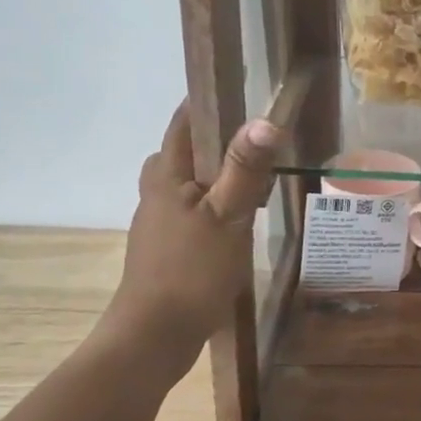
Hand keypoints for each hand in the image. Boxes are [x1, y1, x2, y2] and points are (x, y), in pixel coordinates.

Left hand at [102, 102, 279, 360]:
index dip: (208, 100)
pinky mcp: (170, 249)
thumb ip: (245, 170)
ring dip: (219, 173)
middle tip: (258, 135)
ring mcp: (161, 223)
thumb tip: (265, 120)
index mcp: (166, 177)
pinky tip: (242, 220)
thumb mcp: (227, 217)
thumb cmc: (190, 271)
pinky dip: (218, 203)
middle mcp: (158, 193)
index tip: (242, 85)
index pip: (184, 123)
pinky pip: (196, 211)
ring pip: (190, 183)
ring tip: (258, 174)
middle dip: (217, 138)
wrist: (155, 335)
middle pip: (184, 152)